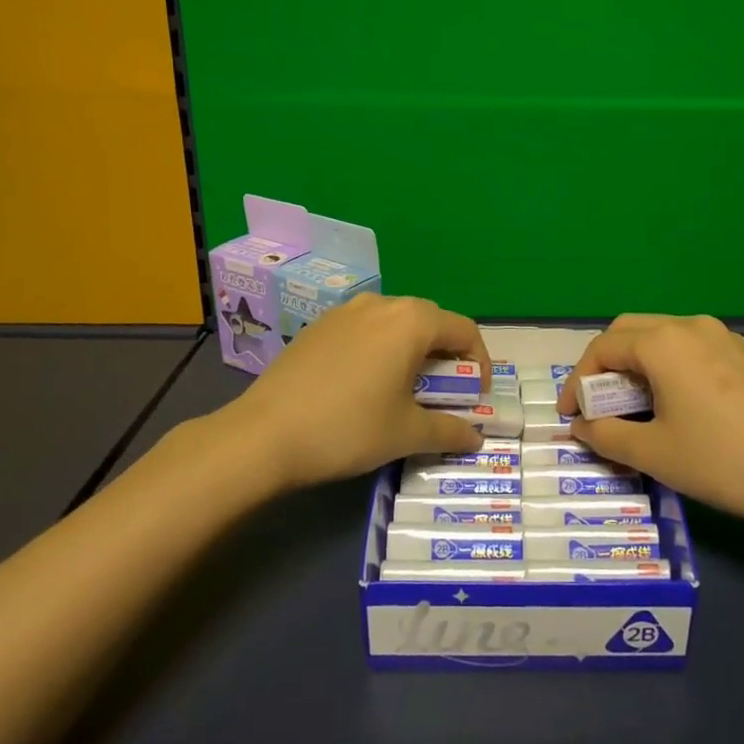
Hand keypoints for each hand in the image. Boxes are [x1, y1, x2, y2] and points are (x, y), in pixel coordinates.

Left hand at [233, 293, 491, 489]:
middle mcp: (381, 304)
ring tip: (405, 389)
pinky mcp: (318, 326)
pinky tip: (364, 384)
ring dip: (412, 351)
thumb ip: (449, 431)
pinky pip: (364, 330)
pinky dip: (380, 349)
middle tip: (445, 394)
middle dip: (446, 356)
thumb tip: (475, 438)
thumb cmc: (348, 428)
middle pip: (430, 322)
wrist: (264, 434)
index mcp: (411, 322)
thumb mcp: (406, 434)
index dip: (479, 363)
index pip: (464, 330)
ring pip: (395, 323)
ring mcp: (345, 312)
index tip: (476, 397)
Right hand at [555, 314, 743, 529]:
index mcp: (663, 343)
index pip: (602, 348)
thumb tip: (580, 426)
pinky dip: (666, 366)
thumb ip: (605, 435)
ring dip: (636, 363)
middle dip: (604, 364)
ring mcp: (722, 337)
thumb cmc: (720, 462)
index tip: (569, 416)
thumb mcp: (652, 453)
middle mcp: (690, 326)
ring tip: (630, 404)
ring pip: (661, 336)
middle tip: (595, 404)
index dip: (578, 381)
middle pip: (629, 332)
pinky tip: (672, 401)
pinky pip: (690, 348)